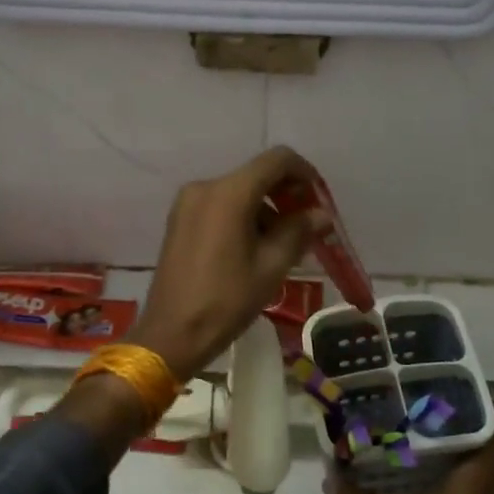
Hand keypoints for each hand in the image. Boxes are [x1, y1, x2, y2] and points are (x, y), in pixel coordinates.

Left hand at [129, 147, 331, 379]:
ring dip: (266, 209)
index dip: (304, 174)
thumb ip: (299, 231)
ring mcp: (188, 203)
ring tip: (284, 246)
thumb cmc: (226, 300)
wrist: (171, 333)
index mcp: (229, 193)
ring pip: (239, 191)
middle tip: (307, 227)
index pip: (277, 160)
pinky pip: (221, 205)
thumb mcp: (271, 266)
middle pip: (257, 175)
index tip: (319, 201)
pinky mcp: (180, 220)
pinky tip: (256, 248)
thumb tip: (322, 214)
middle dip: (286, 195)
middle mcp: (205, 187)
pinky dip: (244, 216)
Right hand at [330, 417, 493, 493]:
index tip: (462, 392)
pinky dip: (464, 472)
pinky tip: (432, 472)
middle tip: (439, 406)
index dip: (488, 409)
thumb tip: (332, 475)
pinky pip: (480, 487)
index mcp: (477, 482)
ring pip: (488, 468)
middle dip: (472, 424)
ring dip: (468, 448)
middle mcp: (491, 492)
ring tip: (431, 430)